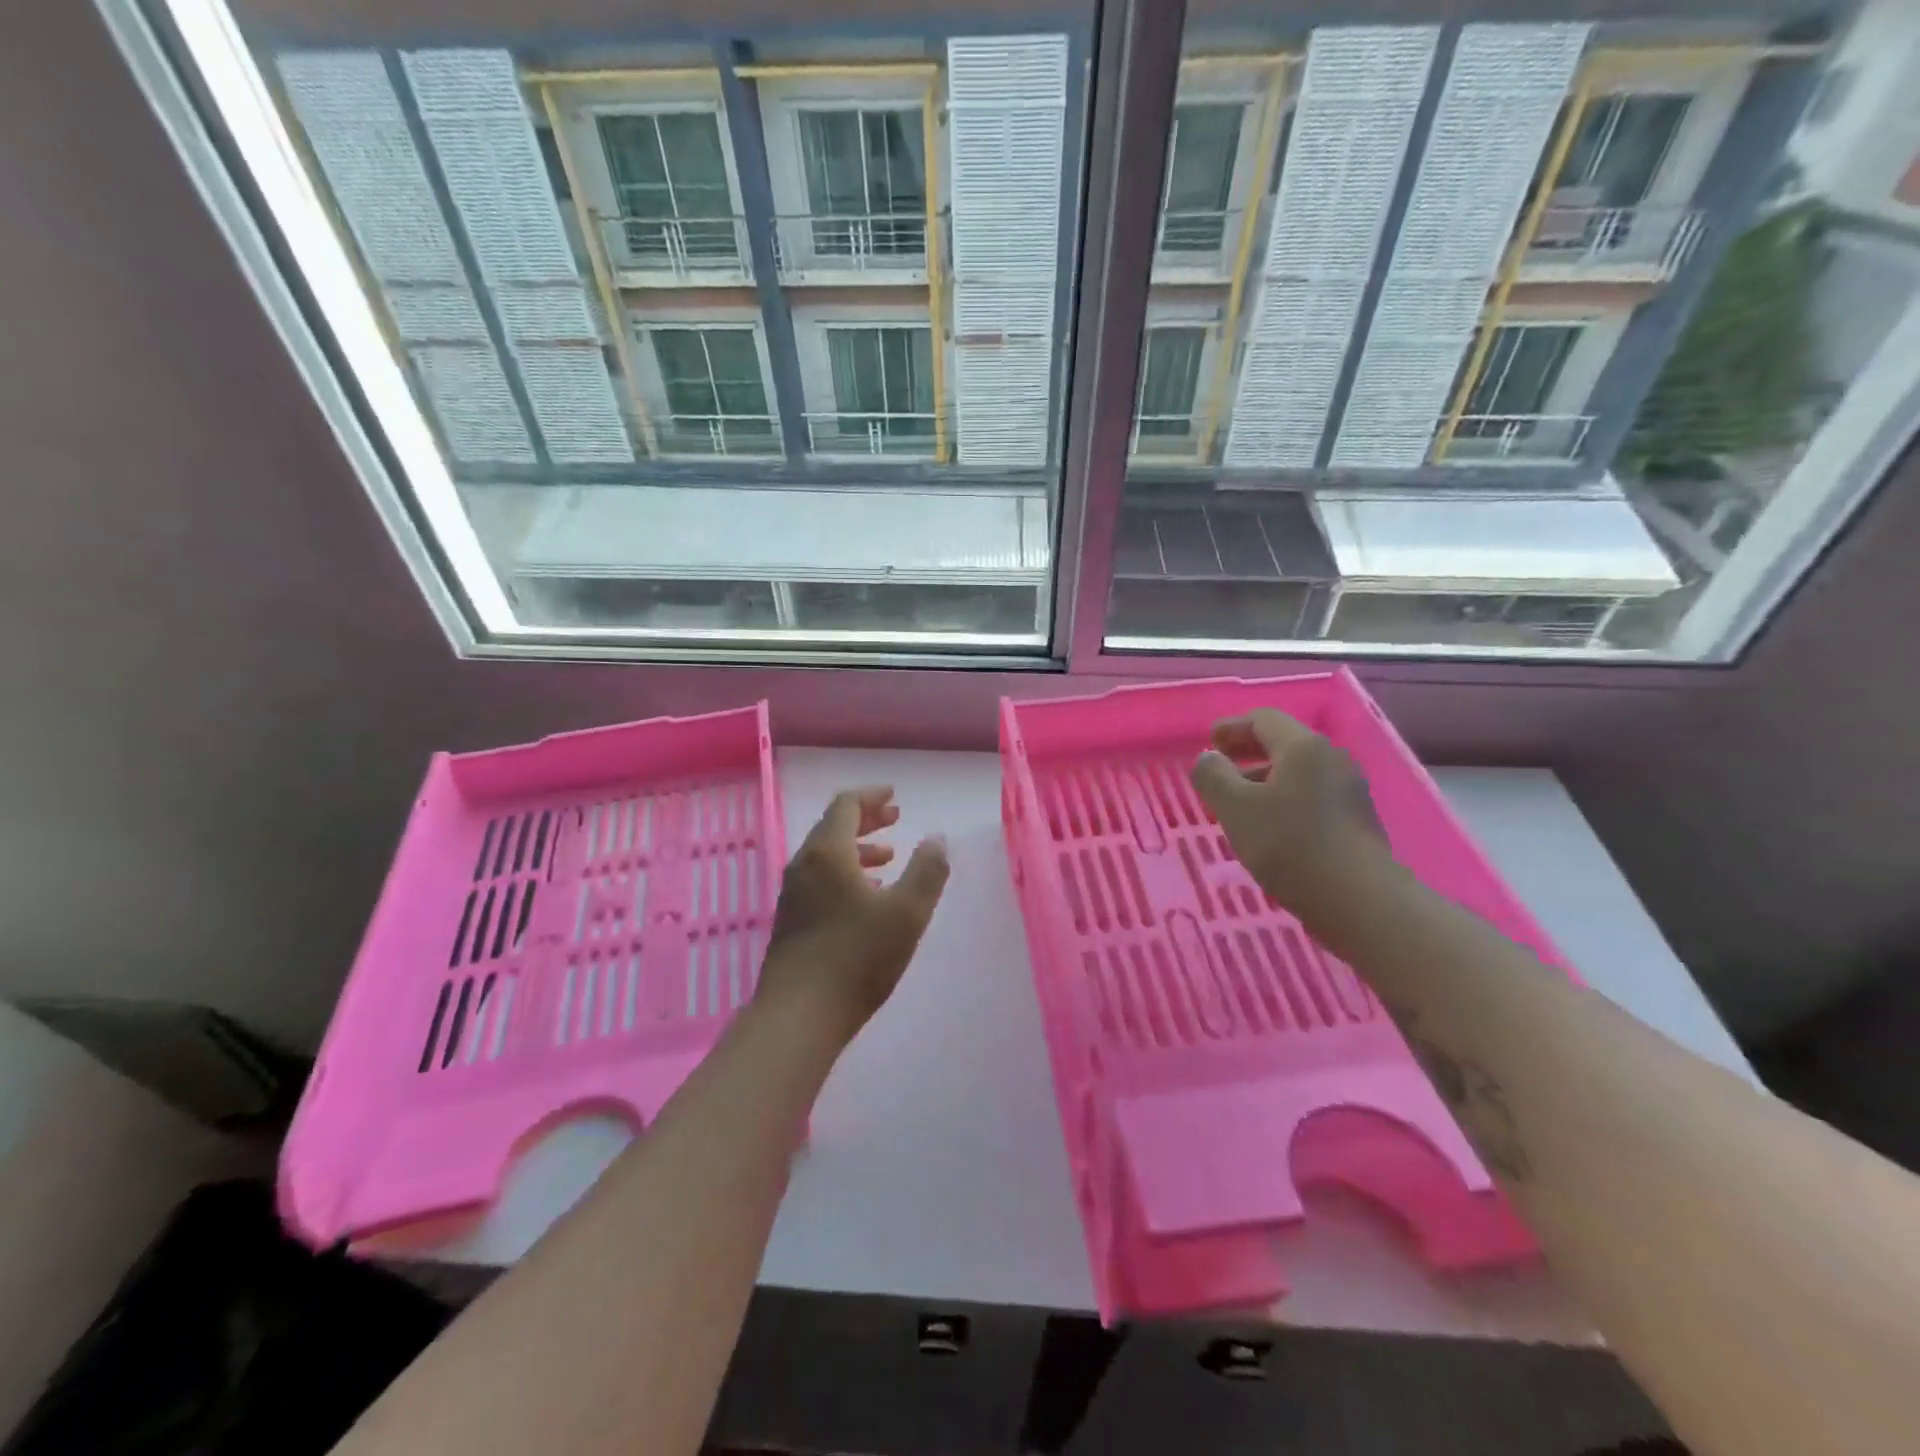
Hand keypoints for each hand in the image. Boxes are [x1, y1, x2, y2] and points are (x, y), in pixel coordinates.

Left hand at [758, 786, 949, 1039]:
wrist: (797, 1015)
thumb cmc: (856, 958)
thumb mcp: (907, 913)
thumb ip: (927, 871)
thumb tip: (937, 838)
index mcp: (828, 853)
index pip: (845, 805)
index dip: (872, 796)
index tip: (894, 796)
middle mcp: (804, 865)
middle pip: (832, 827)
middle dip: (866, 819)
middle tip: (895, 818)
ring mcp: (793, 894)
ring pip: (826, 856)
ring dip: (857, 849)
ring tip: (888, 858)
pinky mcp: (792, 920)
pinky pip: (820, 879)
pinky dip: (846, 873)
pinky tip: (867, 898)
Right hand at [1190, 709, 1388, 916]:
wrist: (1359, 900)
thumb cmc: (1289, 845)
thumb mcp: (1235, 808)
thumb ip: (1213, 776)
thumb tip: (1208, 758)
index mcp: (1302, 747)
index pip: (1263, 719)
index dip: (1231, 727)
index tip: (1209, 741)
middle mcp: (1330, 758)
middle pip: (1284, 742)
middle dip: (1248, 751)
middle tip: (1220, 765)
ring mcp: (1348, 789)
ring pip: (1298, 771)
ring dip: (1264, 777)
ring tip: (1238, 801)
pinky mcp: (1355, 819)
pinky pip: (1311, 794)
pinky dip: (1284, 797)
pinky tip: (1269, 825)